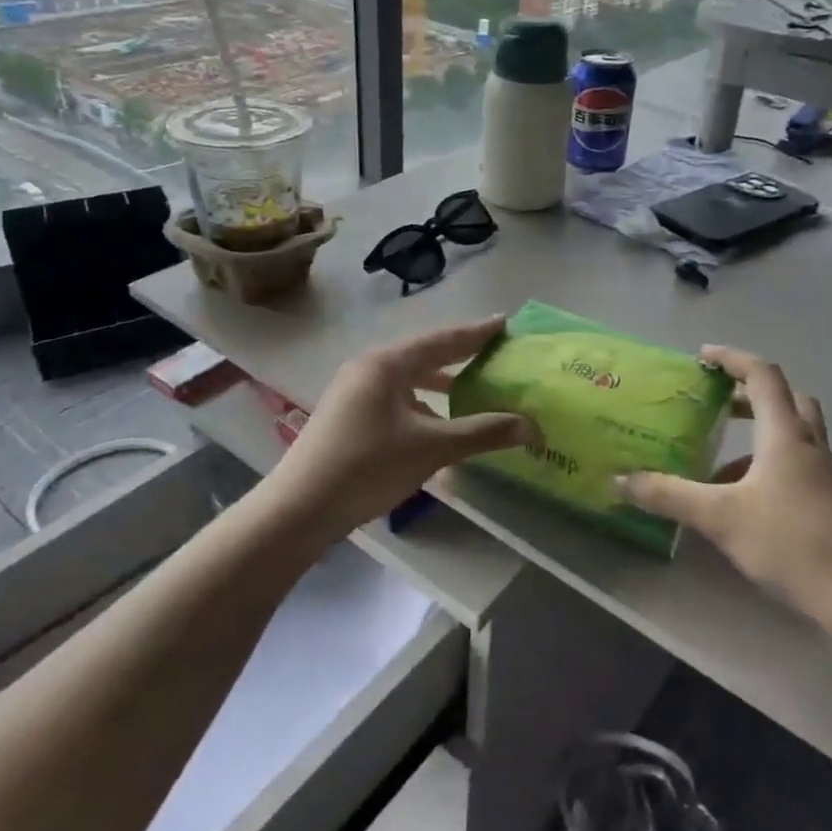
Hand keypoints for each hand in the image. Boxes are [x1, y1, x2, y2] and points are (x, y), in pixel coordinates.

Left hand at [259, 317, 535, 539]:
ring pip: (408, 379)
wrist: (300, 508)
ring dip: (440, 383)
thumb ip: (482, 433)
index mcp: (388, 364)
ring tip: (472, 388)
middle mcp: (369, 367)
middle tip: (494, 352)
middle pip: (425, 354)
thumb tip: (531, 426)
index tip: (505, 322)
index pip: (443, 340)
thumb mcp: (431, 448)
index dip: (477, 333)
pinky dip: (421, 404)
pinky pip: (395, 398)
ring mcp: (354, 391)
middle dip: (460, 355)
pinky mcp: (348, 415)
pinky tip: (437, 425)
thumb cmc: (368, 467)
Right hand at [619, 346, 831, 633]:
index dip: (732, 359)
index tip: (702, 357)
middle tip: (716, 400)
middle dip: (748, 392)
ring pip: (792, 434)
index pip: (762, 376)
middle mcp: (808, 445)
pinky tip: (741, 501)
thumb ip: (670, 496)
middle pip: (786, 398)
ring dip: (757, 432)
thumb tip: (621, 480)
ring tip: (717, 458)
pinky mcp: (830, 502)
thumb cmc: (794, 542)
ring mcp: (824, 475)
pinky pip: (794, 465)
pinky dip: (766, 466)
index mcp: (784, 434)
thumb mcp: (721, 518)